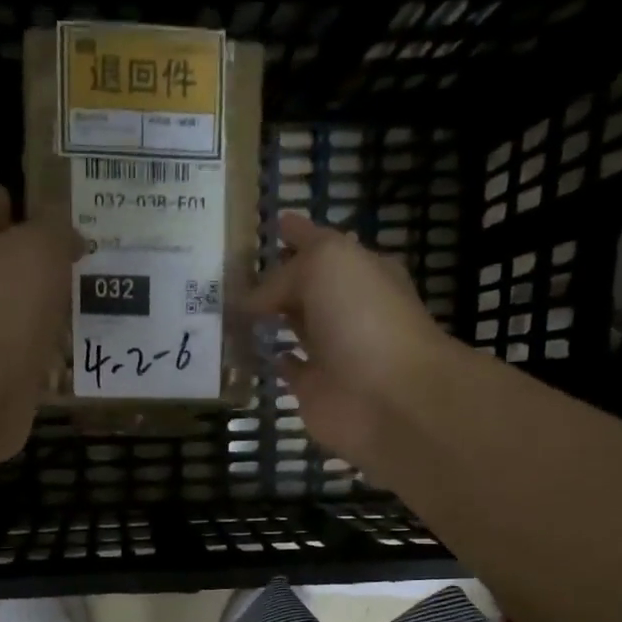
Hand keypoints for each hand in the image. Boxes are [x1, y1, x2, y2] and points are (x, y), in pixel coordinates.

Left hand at [0, 186, 80, 459]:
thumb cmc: (2, 310)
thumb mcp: (39, 249)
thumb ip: (54, 228)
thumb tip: (61, 229)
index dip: (25, 204)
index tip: (61, 214)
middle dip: (35, 261)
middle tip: (79, 262)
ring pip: (9, 309)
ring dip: (39, 309)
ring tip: (80, 306)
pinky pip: (18, 351)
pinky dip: (39, 350)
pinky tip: (67, 351)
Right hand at [246, 212, 456, 468]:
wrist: (388, 397)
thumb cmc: (363, 319)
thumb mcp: (325, 267)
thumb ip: (283, 275)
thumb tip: (251, 302)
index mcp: (359, 270)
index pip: (321, 244)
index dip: (298, 233)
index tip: (273, 224)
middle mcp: (347, 307)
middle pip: (307, 286)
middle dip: (278, 276)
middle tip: (237, 269)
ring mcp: (331, 350)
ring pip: (296, 325)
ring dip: (272, 317)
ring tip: (234, 308)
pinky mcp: (315, 388)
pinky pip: (289, 368)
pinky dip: (274, 359)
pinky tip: (254, 351)